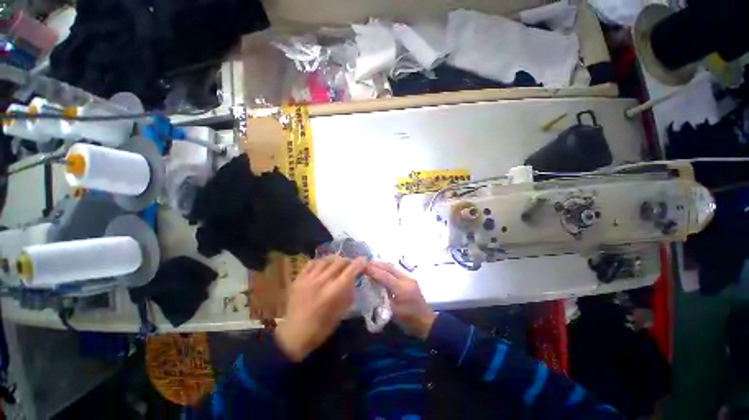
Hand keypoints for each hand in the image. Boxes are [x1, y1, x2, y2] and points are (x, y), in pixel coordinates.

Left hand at [275, 256, 365, 361]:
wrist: (293, 335)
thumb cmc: (320, 328)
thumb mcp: (340, 313)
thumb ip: (347, 294)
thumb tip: (353, 279)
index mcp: (331, 294)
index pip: (349, 273)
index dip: (358, 264)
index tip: (364, 260)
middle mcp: (320, 283)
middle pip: (338, 263)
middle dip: (348, 261)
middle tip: (351, 264)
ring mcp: (307, 279)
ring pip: (325, 260)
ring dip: (335, 260)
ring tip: (339, 263)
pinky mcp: (298, 279)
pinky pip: (312, 263)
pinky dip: (321, 262)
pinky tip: (324, 266)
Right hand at [366, 262, 436, 339]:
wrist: (427, 323)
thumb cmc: (408, 321)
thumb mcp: (392, 312)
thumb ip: (382, 297)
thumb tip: (372, 286)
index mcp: (402, 289)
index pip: (385, 276)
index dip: (373, 271)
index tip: (363, 267)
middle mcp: (406, 280)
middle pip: (389, 267)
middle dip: (377, 264)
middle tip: (365, 264)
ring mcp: (410, 278)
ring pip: (393, 267)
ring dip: (382, 265)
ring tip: (371, 265)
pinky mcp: (411, 280)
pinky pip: (396, 270)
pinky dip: (387, 269)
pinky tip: (381, 271)